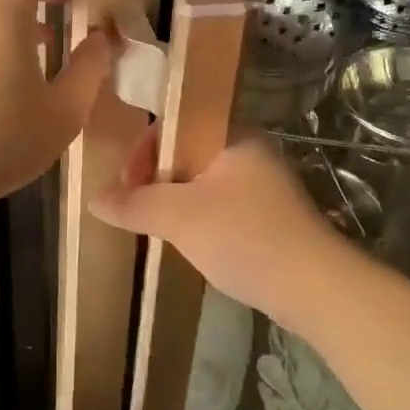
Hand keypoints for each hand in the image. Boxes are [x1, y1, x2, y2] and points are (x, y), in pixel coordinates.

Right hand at [90, 132, 344, 322]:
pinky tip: (191, 244)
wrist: (314, 287)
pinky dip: (198, 218)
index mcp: (233, 134)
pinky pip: (220, 205)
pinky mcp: (269, 215)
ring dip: (175, 201)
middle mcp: (249, 150)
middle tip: (138, 210)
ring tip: (159, 229)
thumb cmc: (245, 237)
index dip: (144, 149)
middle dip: (156, 179)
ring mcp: (262, 184)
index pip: (176, 122)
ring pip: (203, 181)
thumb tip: (94, 199)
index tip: (127, 185)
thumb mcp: (180, 217)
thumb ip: (135, 204)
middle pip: (187, 151)